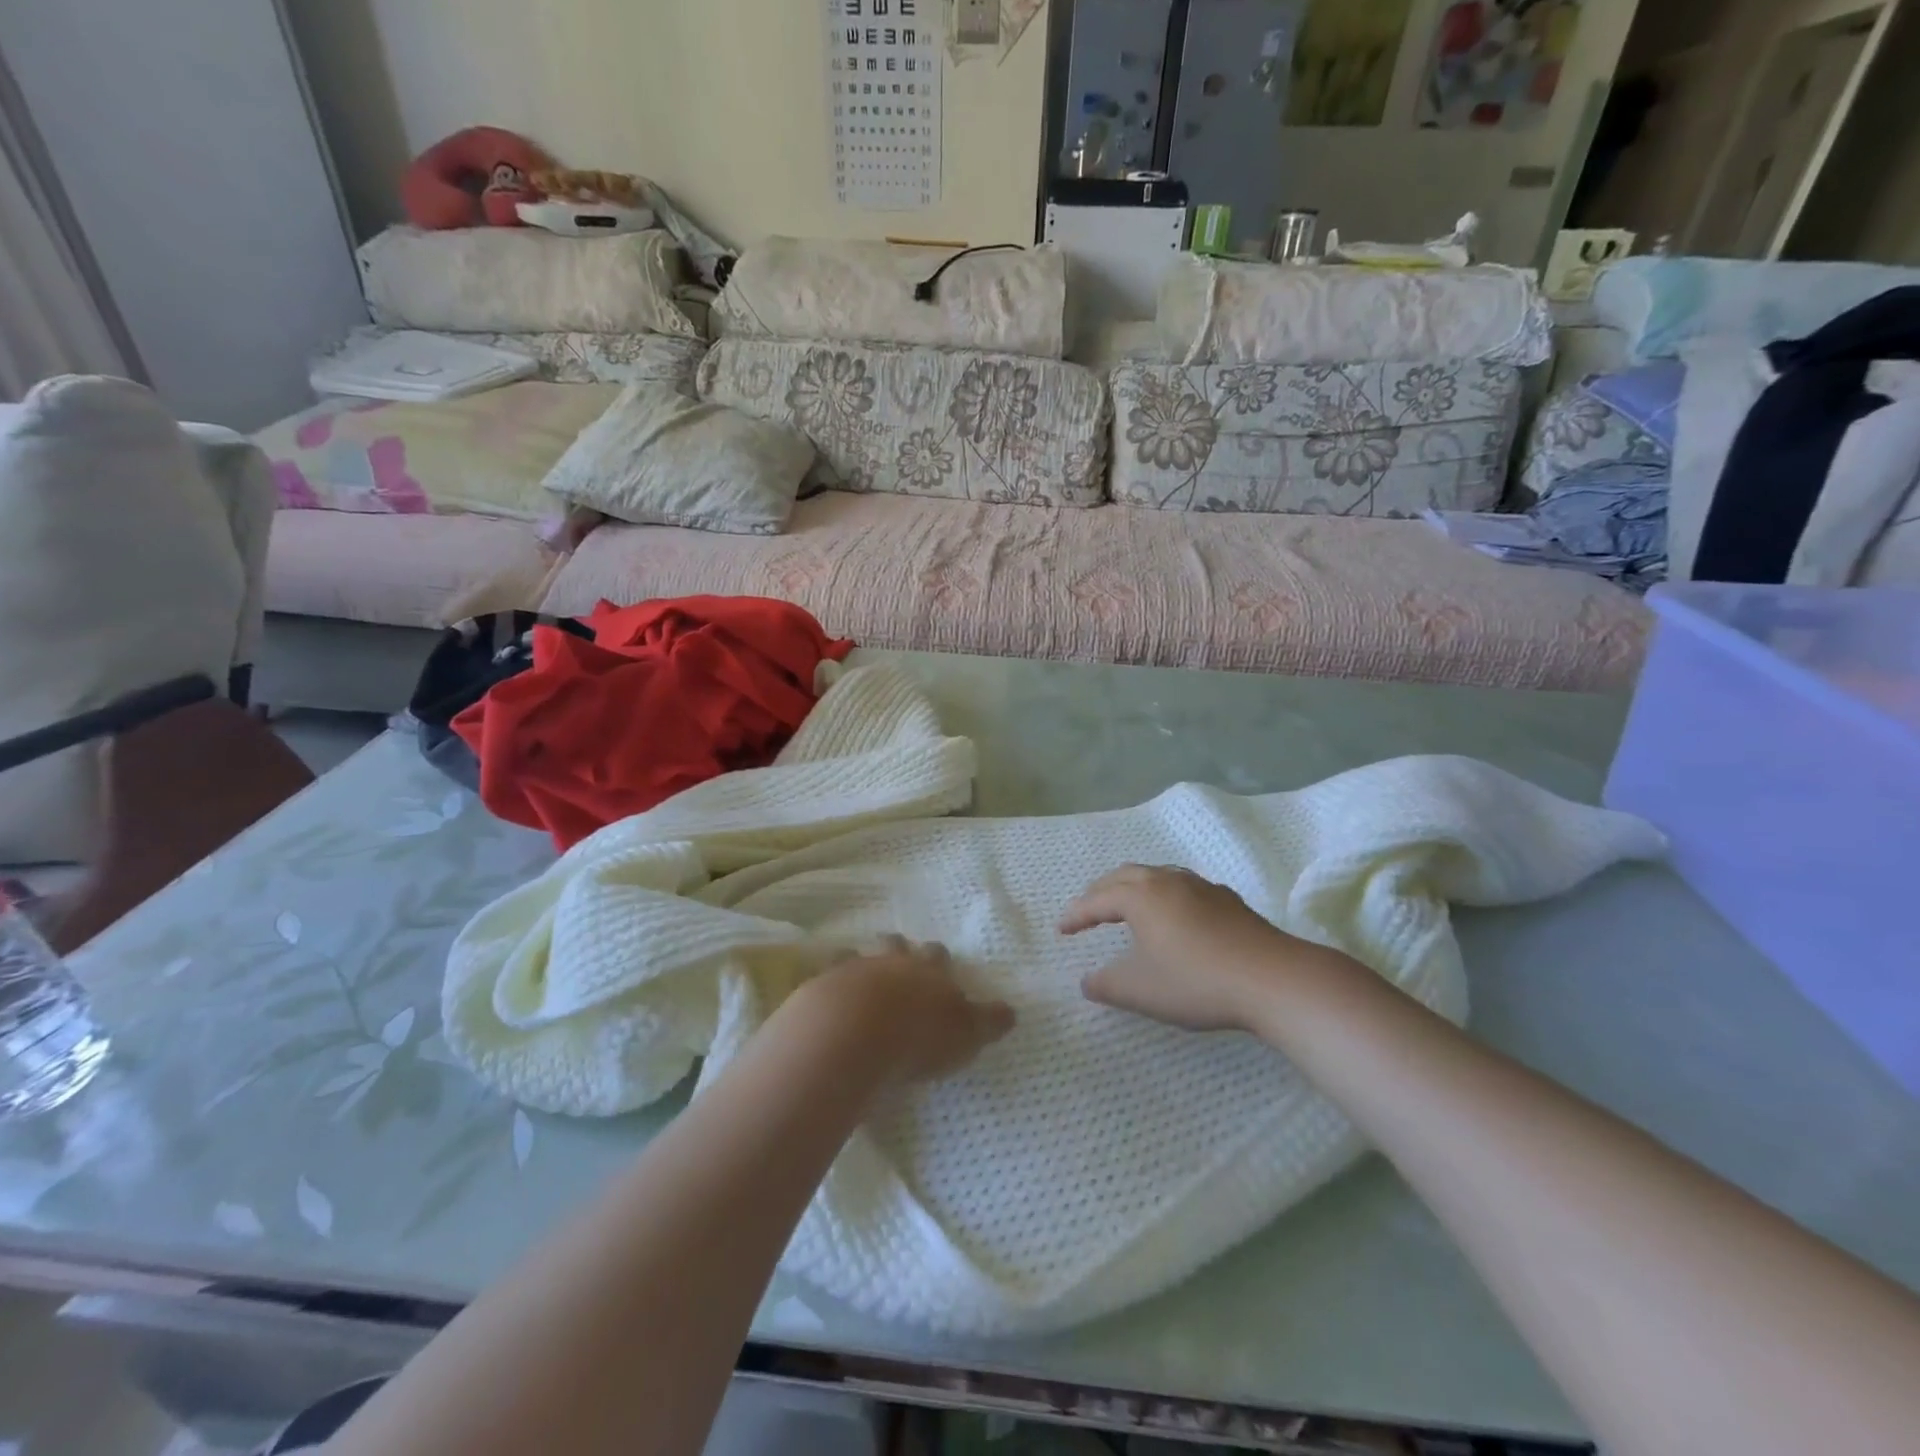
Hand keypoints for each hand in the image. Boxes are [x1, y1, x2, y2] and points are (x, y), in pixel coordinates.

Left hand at [799, 936, 1014, 1084]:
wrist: (853, 1033)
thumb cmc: (918, 1036)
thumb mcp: (966, 1034)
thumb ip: (987, 1022)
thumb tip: (1011, 1012)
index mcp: (928, 970)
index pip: (938, 955)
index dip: (938, 961)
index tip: (938, 968)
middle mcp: (891, 962)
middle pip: (895, 945)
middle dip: (898, 950)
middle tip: (897, 963)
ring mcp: (852, 970)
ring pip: (855, 956)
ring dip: (858, 965)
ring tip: (857, 980)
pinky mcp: (818, 987)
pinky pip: (821, 979)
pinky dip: (826, 987)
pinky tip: (824, 1001)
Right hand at [1059, 864, 1347, 1032]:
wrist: (1272, 979)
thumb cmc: (1196, 981)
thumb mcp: (1140, 990)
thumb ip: (1106, 985)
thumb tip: (1086, 982)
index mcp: (1141, 896)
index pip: (1097, 899)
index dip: (1076, 914)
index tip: (1060, 929)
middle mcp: (1167, 880)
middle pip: (1124, 876)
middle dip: (1100, 891)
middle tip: (1087, 911)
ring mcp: (1201, 886)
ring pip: (1156, 876)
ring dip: (1133, 888)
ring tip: (1125, 907)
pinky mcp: (1227, 900)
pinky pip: (1182, 887)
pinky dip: (1163, 895)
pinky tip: (1174, 916)